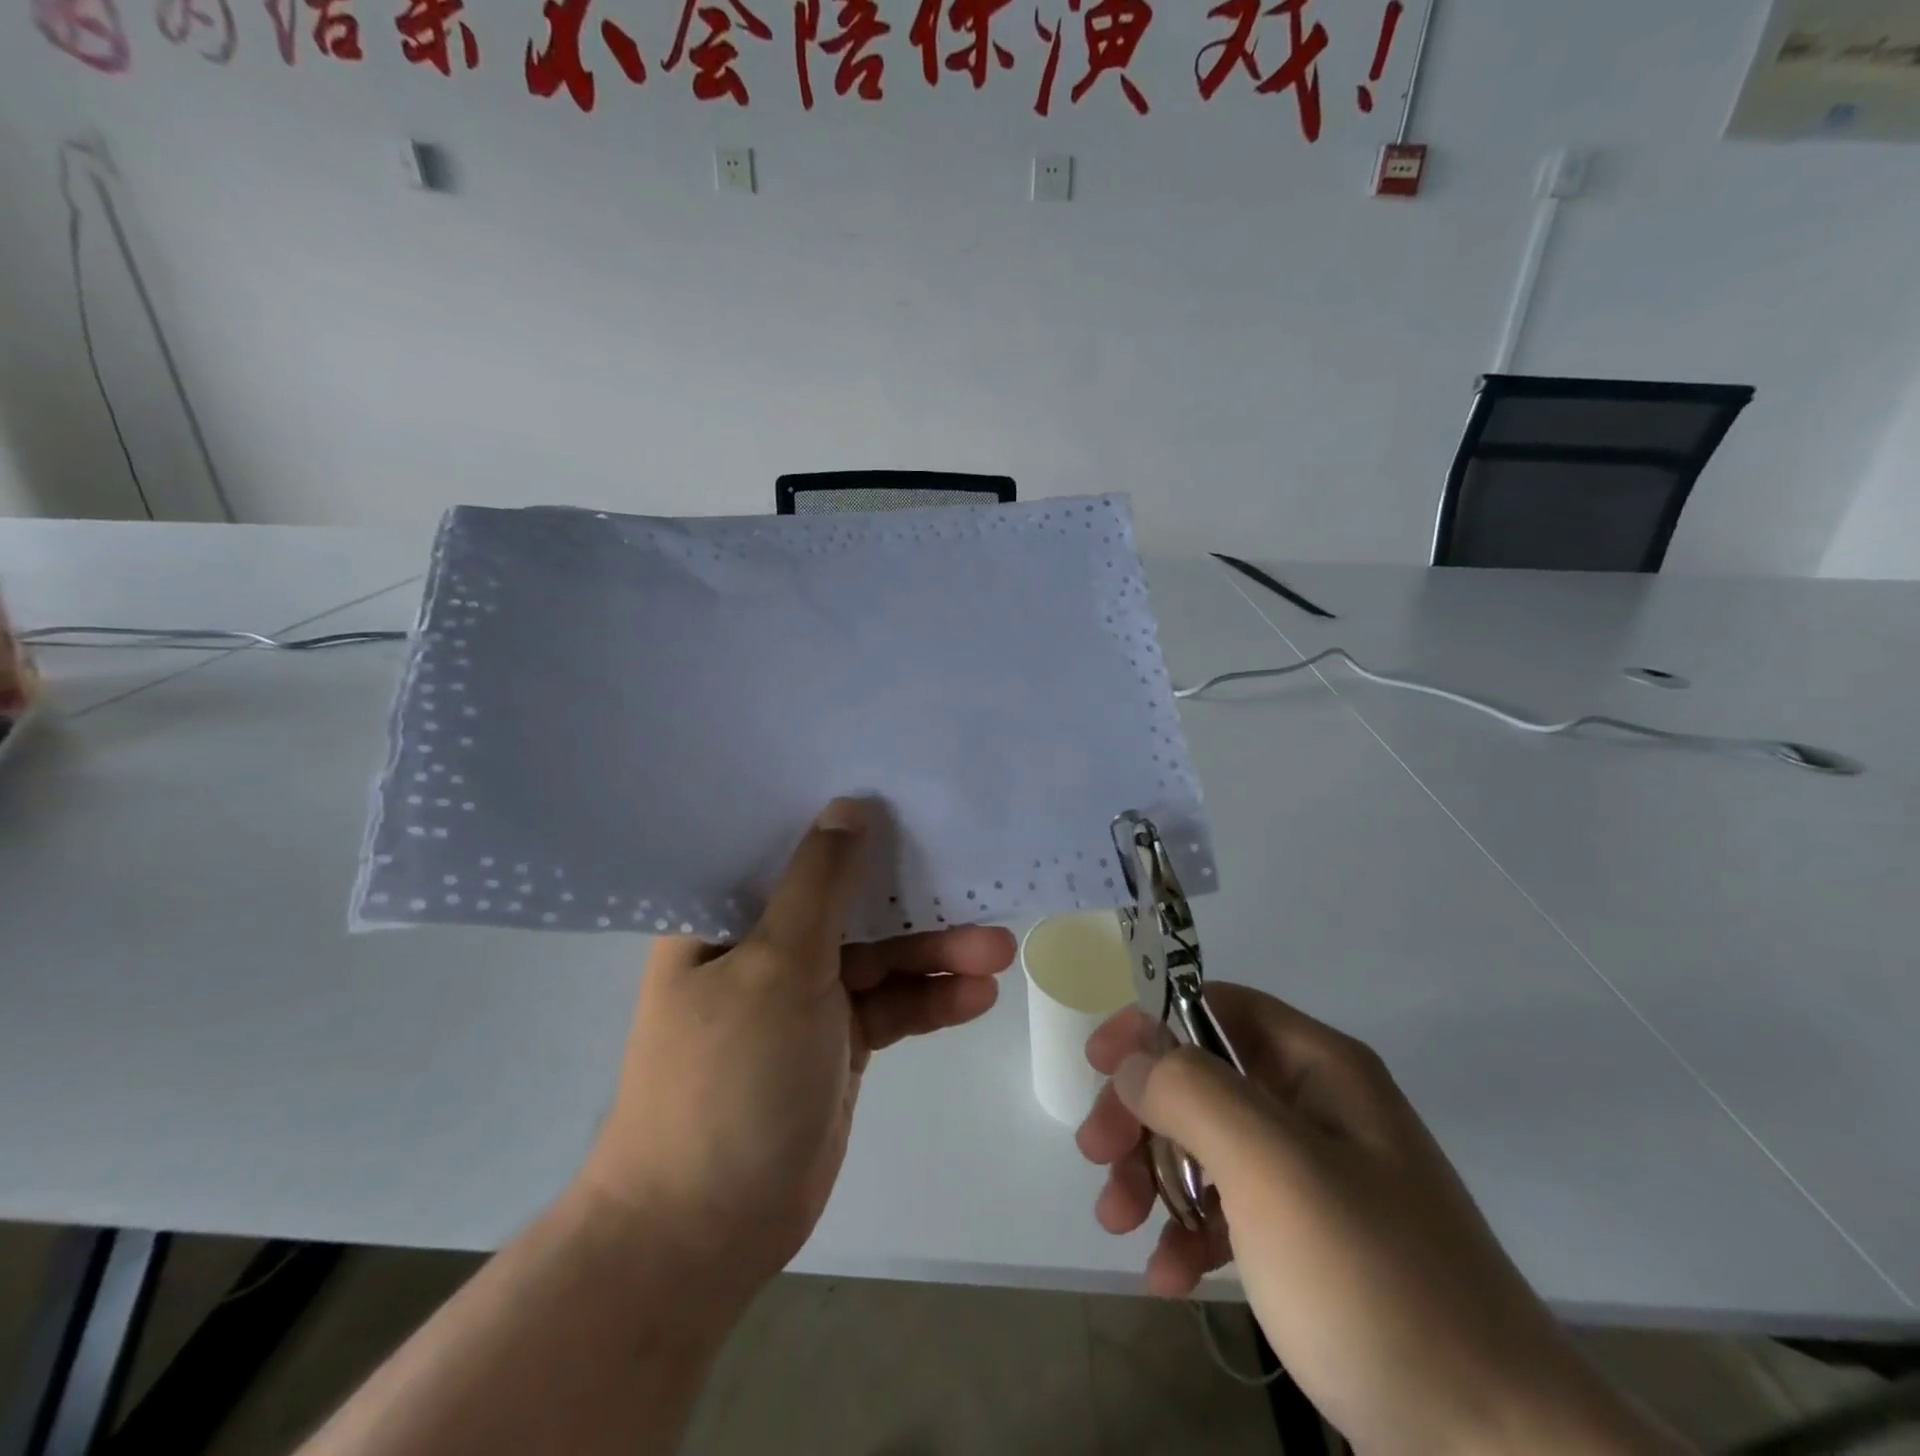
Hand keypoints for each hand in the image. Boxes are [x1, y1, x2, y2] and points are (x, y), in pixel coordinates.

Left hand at [574, 798, 1014, 1318]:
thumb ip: (820, 884)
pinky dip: (929, 1000)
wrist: (707, 1230)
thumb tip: (848, 808)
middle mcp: (763, 947)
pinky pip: (890, 1006)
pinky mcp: (836, 1042)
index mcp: (725, 918)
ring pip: (880, 957)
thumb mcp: (777, 964)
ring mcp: (803, 997)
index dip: (842, 820)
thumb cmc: (729, 1077)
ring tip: (999, 951)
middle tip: (976, 885)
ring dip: (936, 954)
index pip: (786, 847)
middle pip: (849, 903)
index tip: (901, 792)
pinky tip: (978, 996)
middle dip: (914, 901)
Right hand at [1076, 985, 1686, 1455]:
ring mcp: (1316, 1181)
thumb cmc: (1375, 1284)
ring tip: (1116, 1223)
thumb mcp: (1273, 1169)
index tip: (1099, 1066)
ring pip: (1207, 1146)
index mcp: (1319, 1069)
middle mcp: (1316, 1110)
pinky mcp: (1312, 1247)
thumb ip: (1193, 1093)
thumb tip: (1134, 1060)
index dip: (1152, 1024)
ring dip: (1152, 1176)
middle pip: (1201, 1079)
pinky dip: (1188, 1233)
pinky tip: (1165, 1276)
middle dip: (1142, 1112)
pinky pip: (1231, 1213)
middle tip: (1095, 1155)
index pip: (1216, 1008)